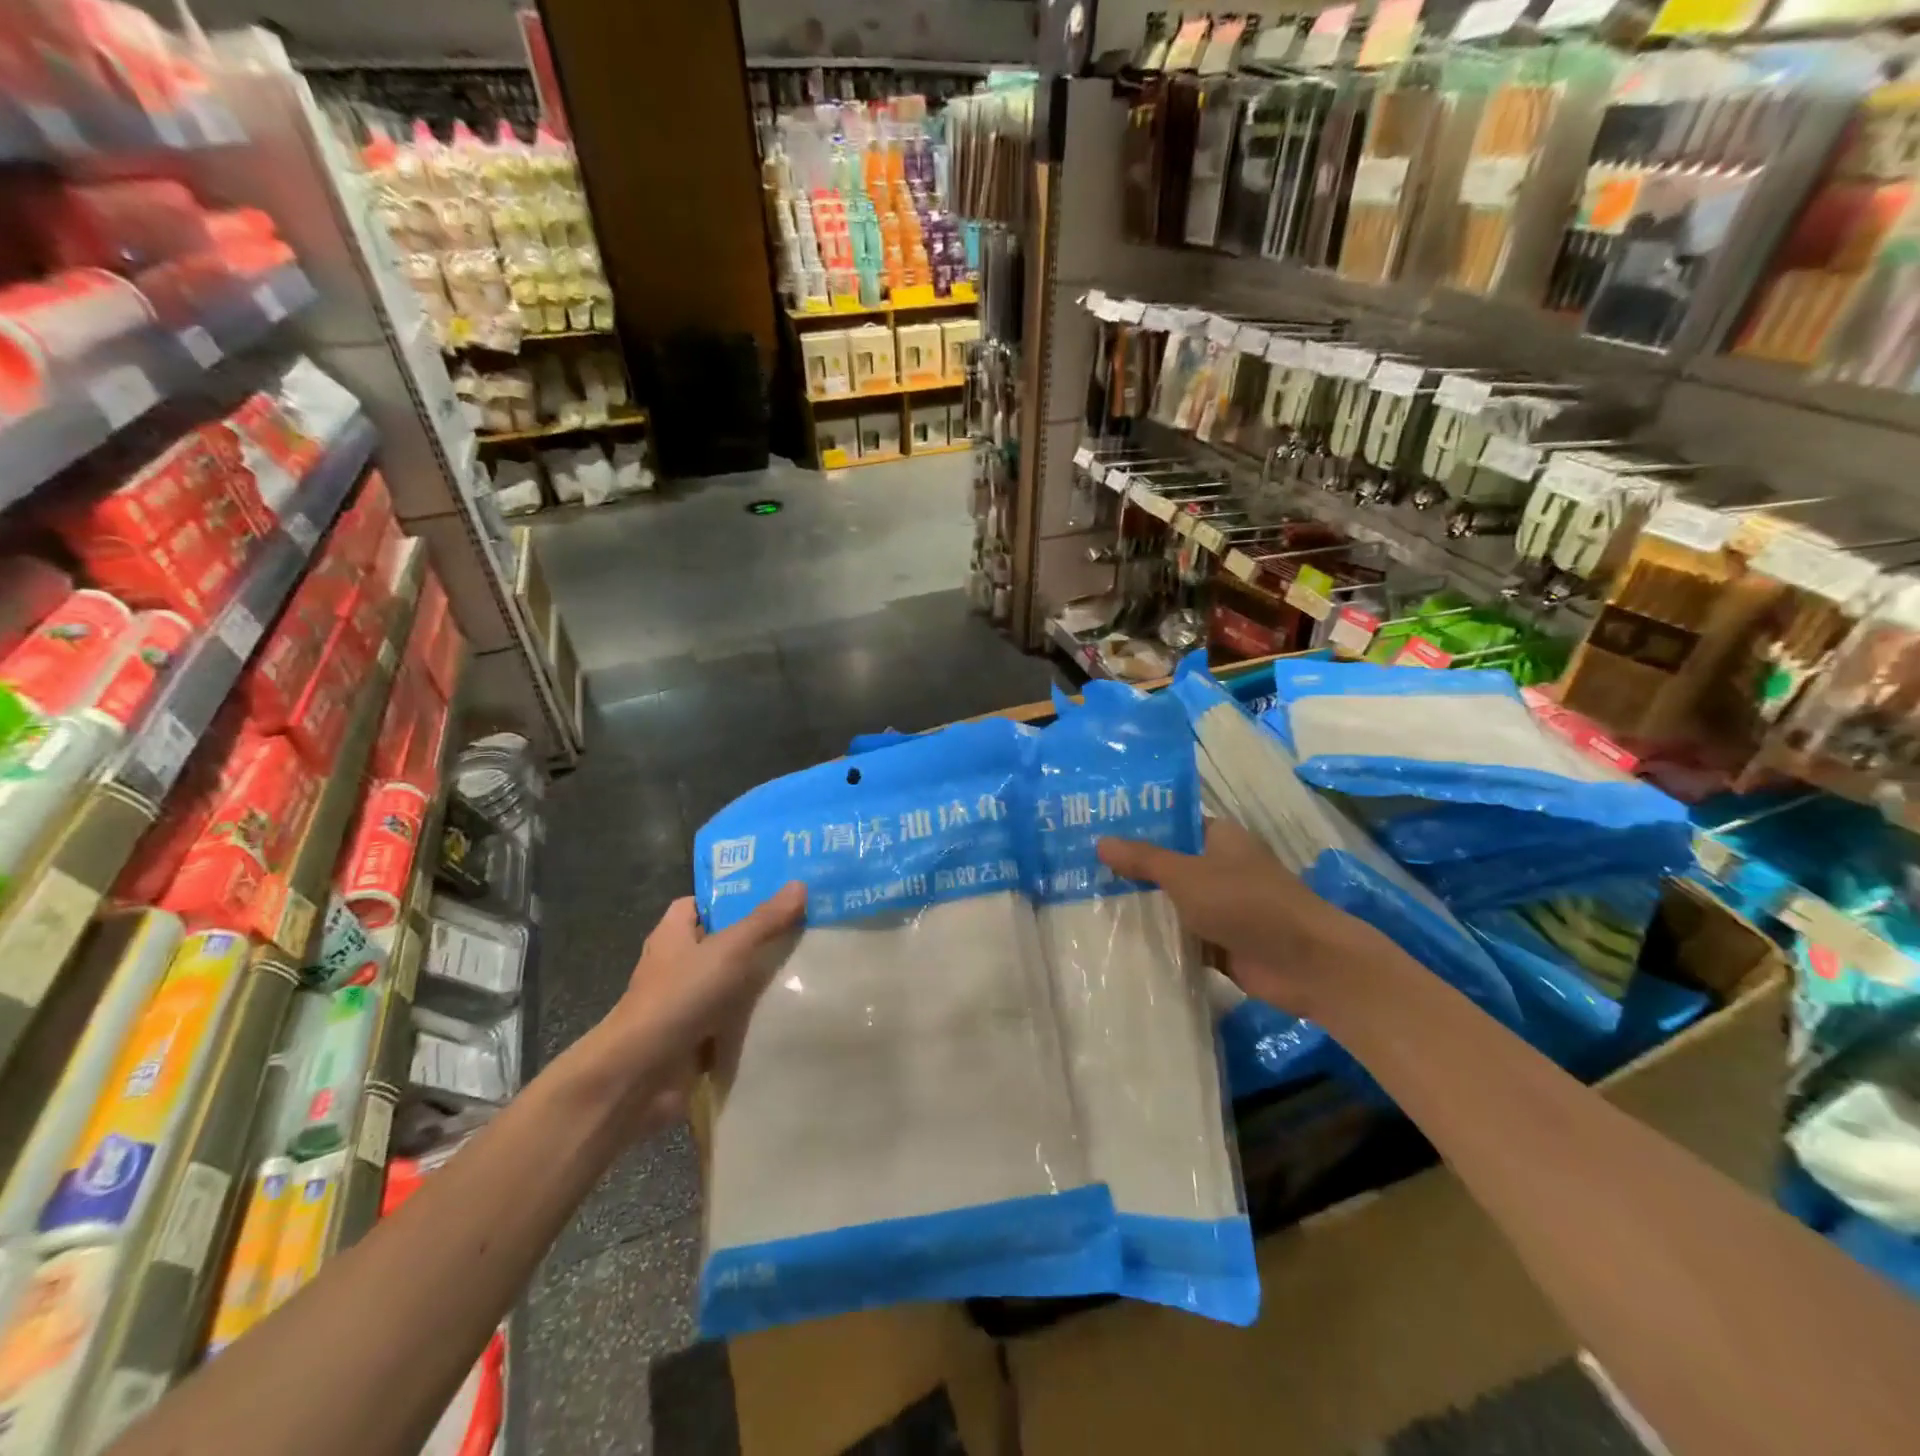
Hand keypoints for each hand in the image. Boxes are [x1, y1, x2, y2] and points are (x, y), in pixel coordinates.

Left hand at [580, 884, 806, 1128]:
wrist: (640, 1076)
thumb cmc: (679, 997)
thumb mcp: (728, 949)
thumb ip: (764, 920)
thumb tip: (800, 883)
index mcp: (672, 935)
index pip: (700, 904)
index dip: (731, 898)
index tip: (772, 896)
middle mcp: (676, 966)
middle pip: (721, 944)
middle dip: (757, 940)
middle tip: (804, 930)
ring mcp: (685, 1005)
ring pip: (730, 985)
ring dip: (759, 984)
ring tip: (809, 969)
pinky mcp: (696, 1040)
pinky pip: (732, 1023)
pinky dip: (755, 1021)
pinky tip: (791, 1012)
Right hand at [1097, 819, 1391, 1019]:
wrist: (1305, 964)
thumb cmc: (1246, 904)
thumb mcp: (1187, 875)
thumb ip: (1144, 860)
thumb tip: (1100, 841)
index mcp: (1219, 838)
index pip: (1172, 823)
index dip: (1137, 825)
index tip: (1095, 828)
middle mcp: (1220, 867)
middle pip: (1168, 864)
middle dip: (1131, 869)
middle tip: (1080, 867)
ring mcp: (1222, 907)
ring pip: (1173, 902)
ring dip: (1143, 906)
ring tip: (1087, 902)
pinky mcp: (1221, 942)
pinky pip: (1182, 935)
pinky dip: (1159, 939)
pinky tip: (1118, 939)